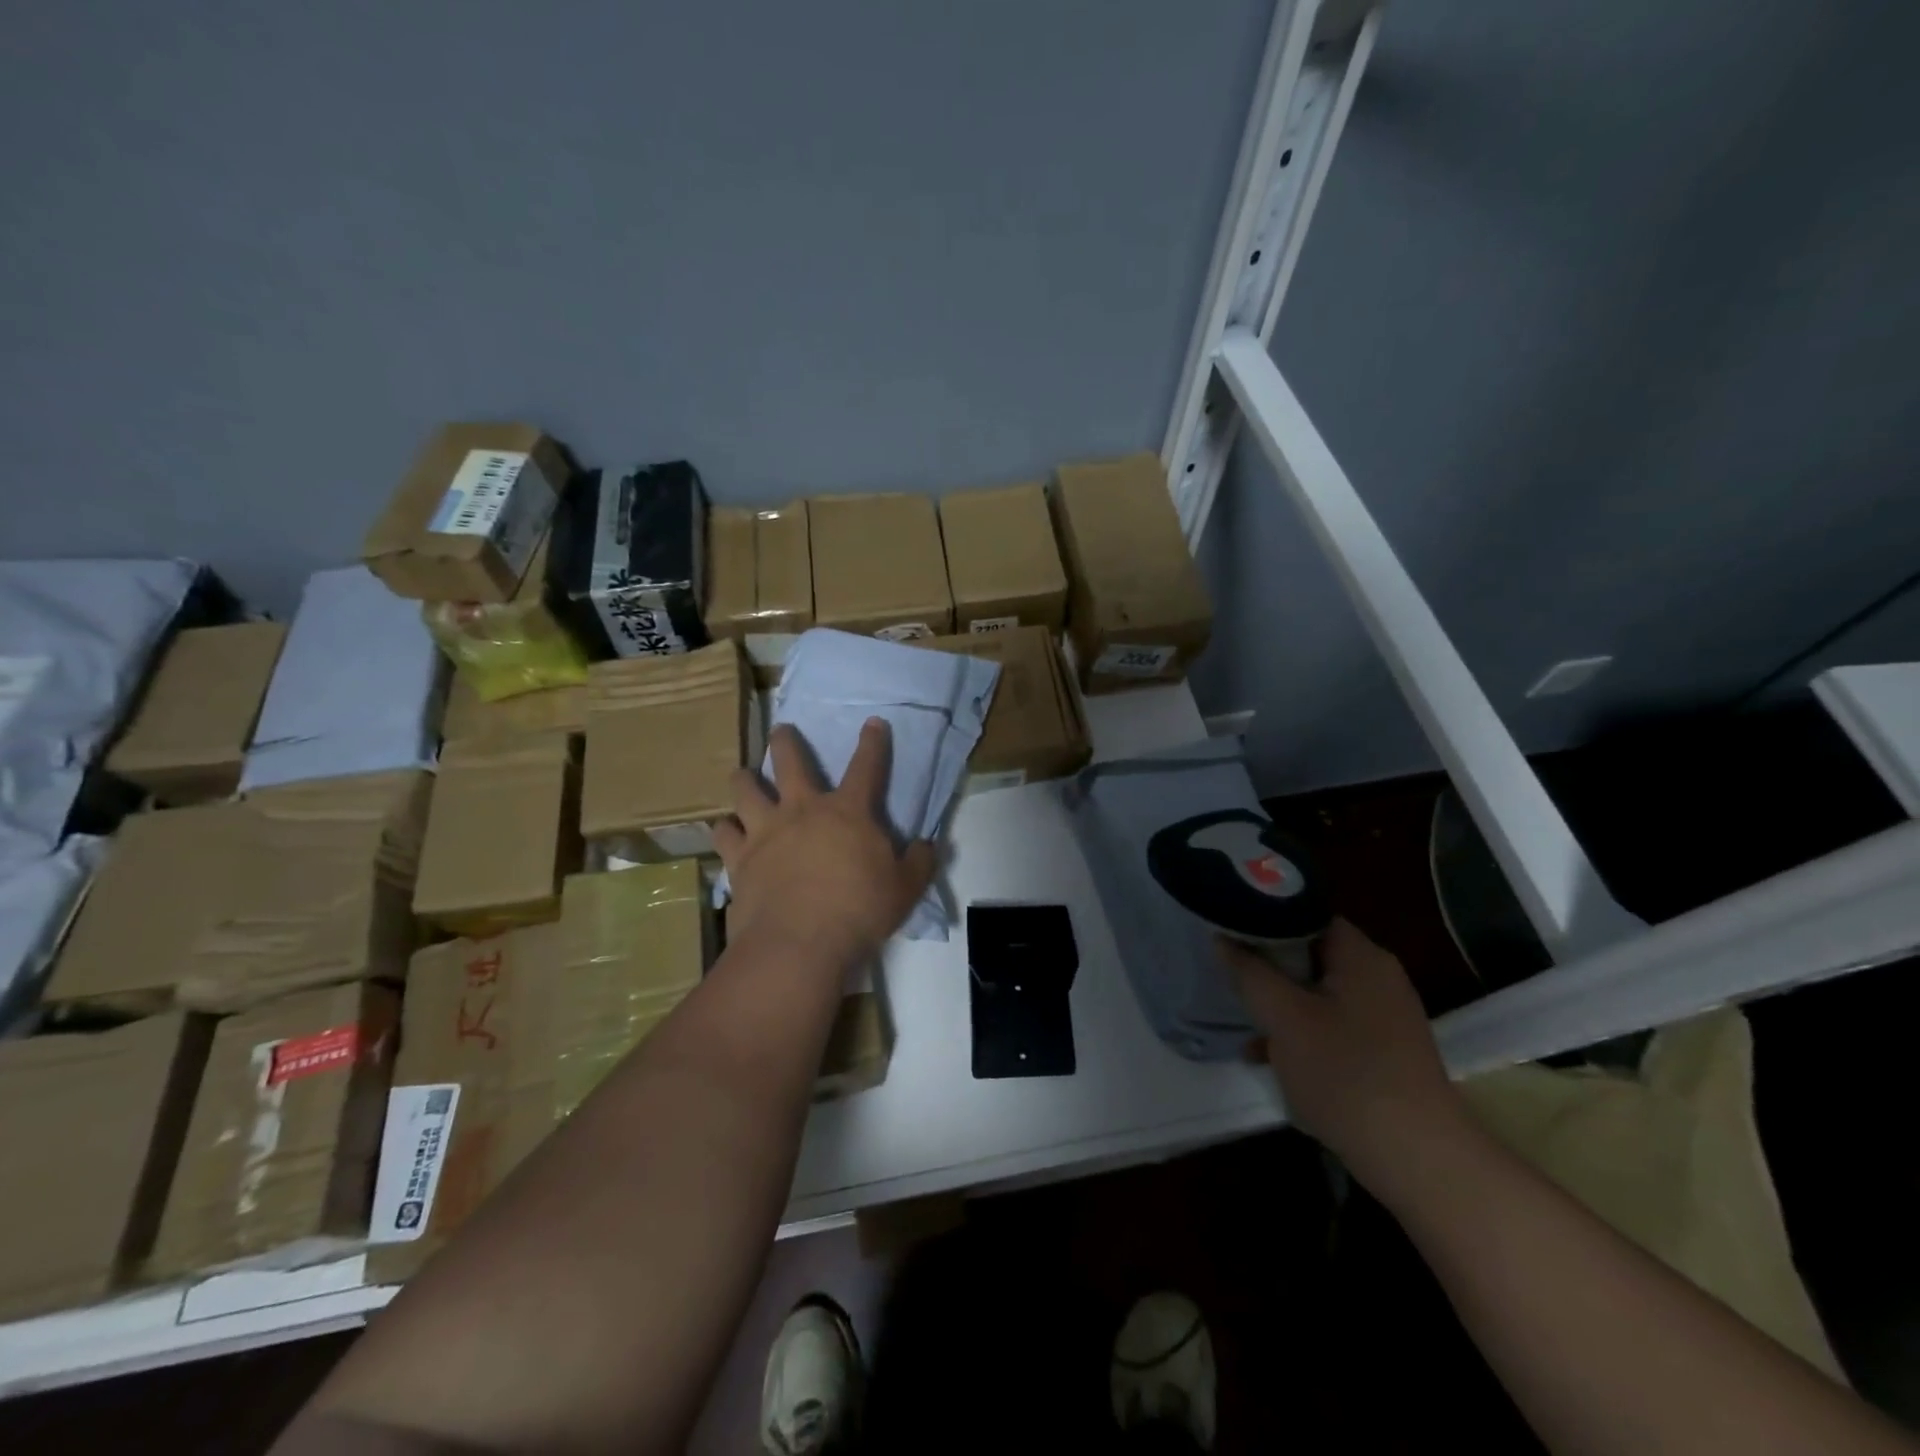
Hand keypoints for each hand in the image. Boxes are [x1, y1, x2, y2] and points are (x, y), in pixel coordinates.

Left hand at [714, 718, 935, 964]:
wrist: (799, 943)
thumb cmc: (858, 912)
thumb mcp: (905, 889)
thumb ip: (918, 863)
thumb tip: (925, 845)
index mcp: (848, 812)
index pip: (866, 767)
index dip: (873, 742)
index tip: (874, 722)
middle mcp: (803, 810)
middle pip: (790, 762)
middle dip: (786, 741)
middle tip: (781, 729)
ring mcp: (766, 831)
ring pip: (745, 790)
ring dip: (744, 779)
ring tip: (742, 775)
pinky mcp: (739, 859)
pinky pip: (724, 834)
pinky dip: (725, 829)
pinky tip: (726, 830)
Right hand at [1221, 918, 1467, 1193]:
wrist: (1416, 1159)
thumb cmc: (1345, 1074)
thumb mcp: (1284, 1018)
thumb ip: (1250, 973)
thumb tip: (1223, 938)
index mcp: (1361, 956)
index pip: (1307, 912)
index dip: (1265, 916)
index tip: (1229, 927)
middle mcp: (1378, 977)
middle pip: (1310, 952)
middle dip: (1267, 965)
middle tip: (1230, 973)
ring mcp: (1384, 1016)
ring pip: (1317, 991)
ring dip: (1279, 1002)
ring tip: (1243, 1019)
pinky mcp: (1383, 1050)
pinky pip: (1331, 1023)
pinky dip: (1300, 1031)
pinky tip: (1267, 1056)